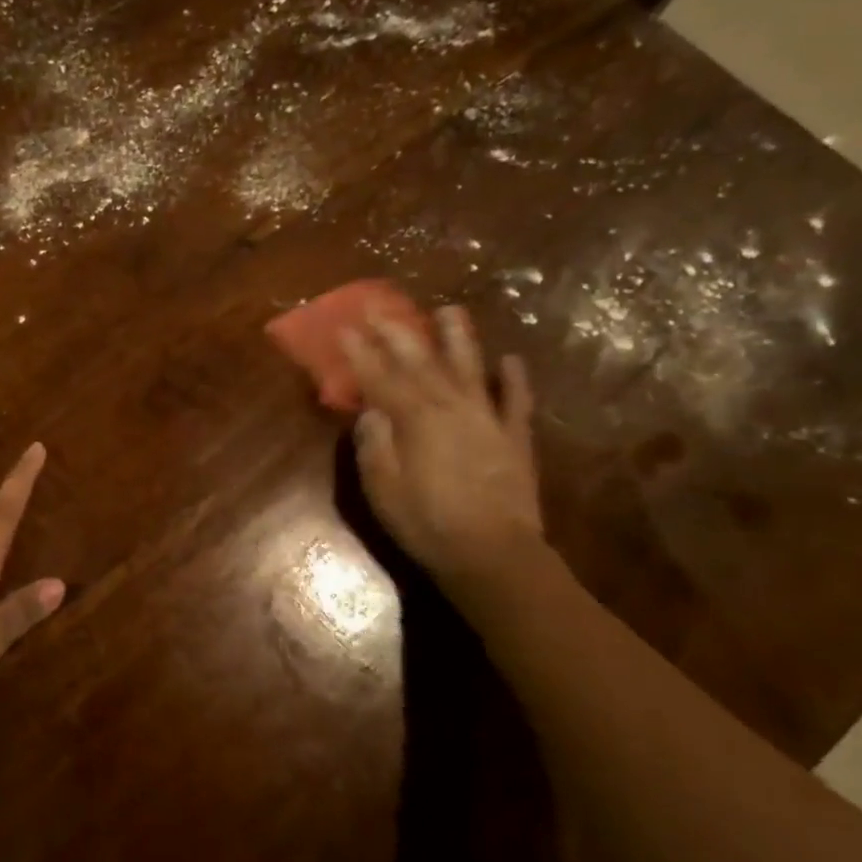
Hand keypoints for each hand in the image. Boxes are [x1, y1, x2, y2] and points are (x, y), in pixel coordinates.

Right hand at [340, 304, 542, 583]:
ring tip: (450, 310)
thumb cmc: (427, 523)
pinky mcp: (515, 438)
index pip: (380, 377)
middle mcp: (450, 407)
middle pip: (421, 361)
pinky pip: (516, 401)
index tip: (345, 327)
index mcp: (414, 419)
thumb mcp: (382, 489)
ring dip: (459, 338)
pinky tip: (511, 360)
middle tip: (382, 307)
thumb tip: (371, 411)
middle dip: (398, 332)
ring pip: (471, 367)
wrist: (493, 554)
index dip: (360, 352)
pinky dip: (515, 379)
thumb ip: (374, 444)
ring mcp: (487, 419)